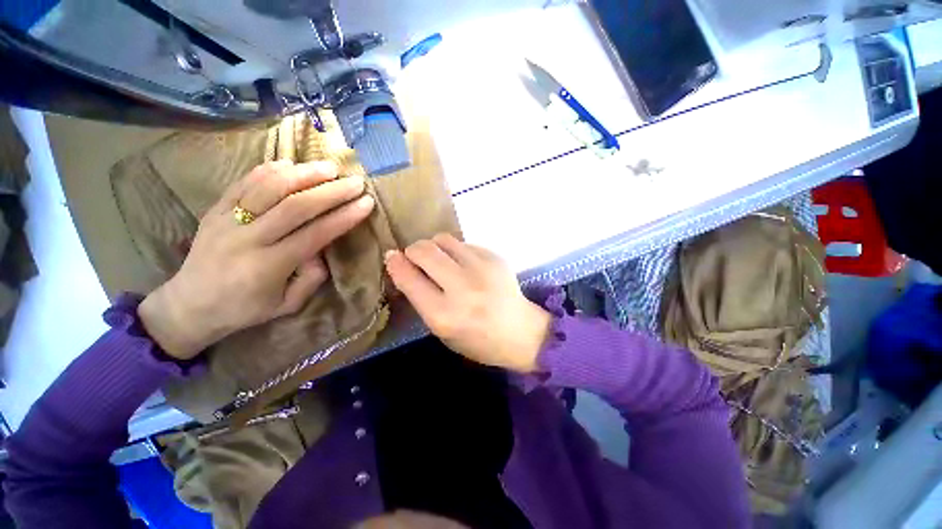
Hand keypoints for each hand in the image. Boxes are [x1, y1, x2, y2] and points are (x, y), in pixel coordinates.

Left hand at [138, 161, 374, 359]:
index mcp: (268, 266)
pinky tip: (290, 164)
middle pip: (295, 206)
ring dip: (303, 174)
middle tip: (355, 181)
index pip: (315, 234)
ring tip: (328, 167)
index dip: (344, 216)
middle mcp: (247, 239)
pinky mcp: (214, 210)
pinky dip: (268, 170)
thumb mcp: (288, 305)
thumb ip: (312, 278)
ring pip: (268, 188)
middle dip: (331, 191)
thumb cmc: (245, 309)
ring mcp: (226, 220)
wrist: (189, 306)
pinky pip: (242, 183)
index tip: (367, 203)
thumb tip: (323, 247)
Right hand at [384, 233, 551, 372]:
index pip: (409, 278)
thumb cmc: (477, 340)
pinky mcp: (495, 257)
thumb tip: (402, 266)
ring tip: (441, 260)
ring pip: (443, 239)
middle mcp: (462, 288)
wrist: (521, 332)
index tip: (391, 257)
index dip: (395, 263)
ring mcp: (482, 269)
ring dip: (435, 247)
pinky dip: (457, 251)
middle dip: (413, 250)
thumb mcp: (441, 331)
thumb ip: (420, 299)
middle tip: (416, 258)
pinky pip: (464, 243)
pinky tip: (465, 265)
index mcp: (444, 315)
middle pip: (424, 250)